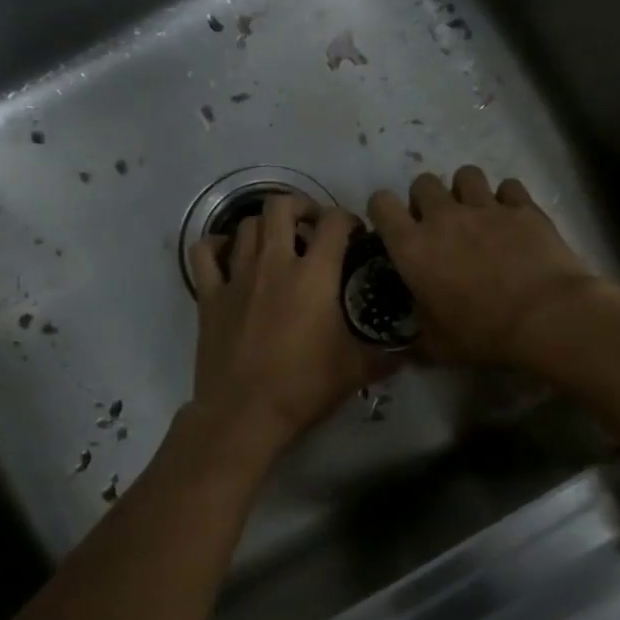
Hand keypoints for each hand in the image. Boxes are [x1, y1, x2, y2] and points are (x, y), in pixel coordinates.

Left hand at [187, 195, 392, 454]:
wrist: (245, 412)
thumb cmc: (304, 386)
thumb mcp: (356, 370)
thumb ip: (387, 355)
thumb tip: (414, 352)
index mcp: (314, 274)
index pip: (334, 222)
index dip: (348, 219)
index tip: (354, 235)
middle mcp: (274, 263)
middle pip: (281, 206)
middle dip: (300, 207)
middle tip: (310, 228)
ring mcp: (237, 276)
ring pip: (246, 226)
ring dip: (264, 226)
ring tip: (276, 243)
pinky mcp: (209, 295)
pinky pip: (204, 253)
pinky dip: (216, 246)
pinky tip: (228, 255)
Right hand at [368, 167, 605, 366]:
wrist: (546, 318)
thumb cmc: (483, 334)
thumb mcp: (438, 346)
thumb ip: (418, 335)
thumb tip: (409, 342)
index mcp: (412, 247)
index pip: (381, 205)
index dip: (383, 211)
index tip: (393, 228)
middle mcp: (443, 217)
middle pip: (423, 183)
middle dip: (426, 199)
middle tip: (438, 225)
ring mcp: (485, 207)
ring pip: (466, 174)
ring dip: (465, 191)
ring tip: (476, 214)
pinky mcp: (523, 206)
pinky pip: (508, 186)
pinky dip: (507, 199)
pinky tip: (513, 218)